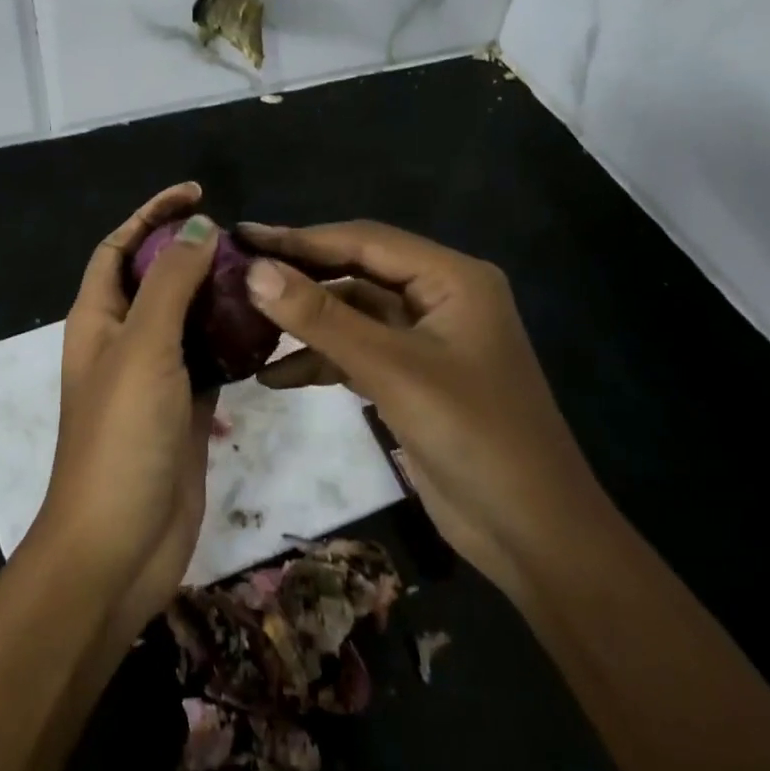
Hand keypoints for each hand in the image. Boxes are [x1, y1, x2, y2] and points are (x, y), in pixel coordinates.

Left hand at [35, 183, 219, 633]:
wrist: (119, 545)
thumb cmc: (122, 436)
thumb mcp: (144, 347)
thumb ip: (171, 283)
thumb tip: (198, 226)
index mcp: (97, 319)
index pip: (120, 247)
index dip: (151, 214)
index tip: (196, 192)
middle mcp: (122, 341)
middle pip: (156, 279)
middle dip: (191, 251)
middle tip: (243, 238)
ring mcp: (155, 377)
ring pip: (187, 319)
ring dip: (216, 295)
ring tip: (262, 274)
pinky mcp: (185, 409)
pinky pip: (210, 360)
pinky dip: (233, 341)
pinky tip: (267, 327)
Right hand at [237, 220, 612, 594]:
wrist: (534, 535)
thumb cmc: (474, 437)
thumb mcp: (392, 371)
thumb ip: (321, 319)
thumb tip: (255, 271)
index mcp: (451, 278)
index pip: (364, 240)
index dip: (300, 237)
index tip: (242, 236)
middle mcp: (440, 297)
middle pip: (356, 272)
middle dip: (298, 276)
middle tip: (236, 272)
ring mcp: (425, 339)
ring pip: (352, 314)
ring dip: (305, 322)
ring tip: (243, 323)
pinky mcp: (412, 377)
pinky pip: (357, 352)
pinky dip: (320, 360)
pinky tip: (274, 376)